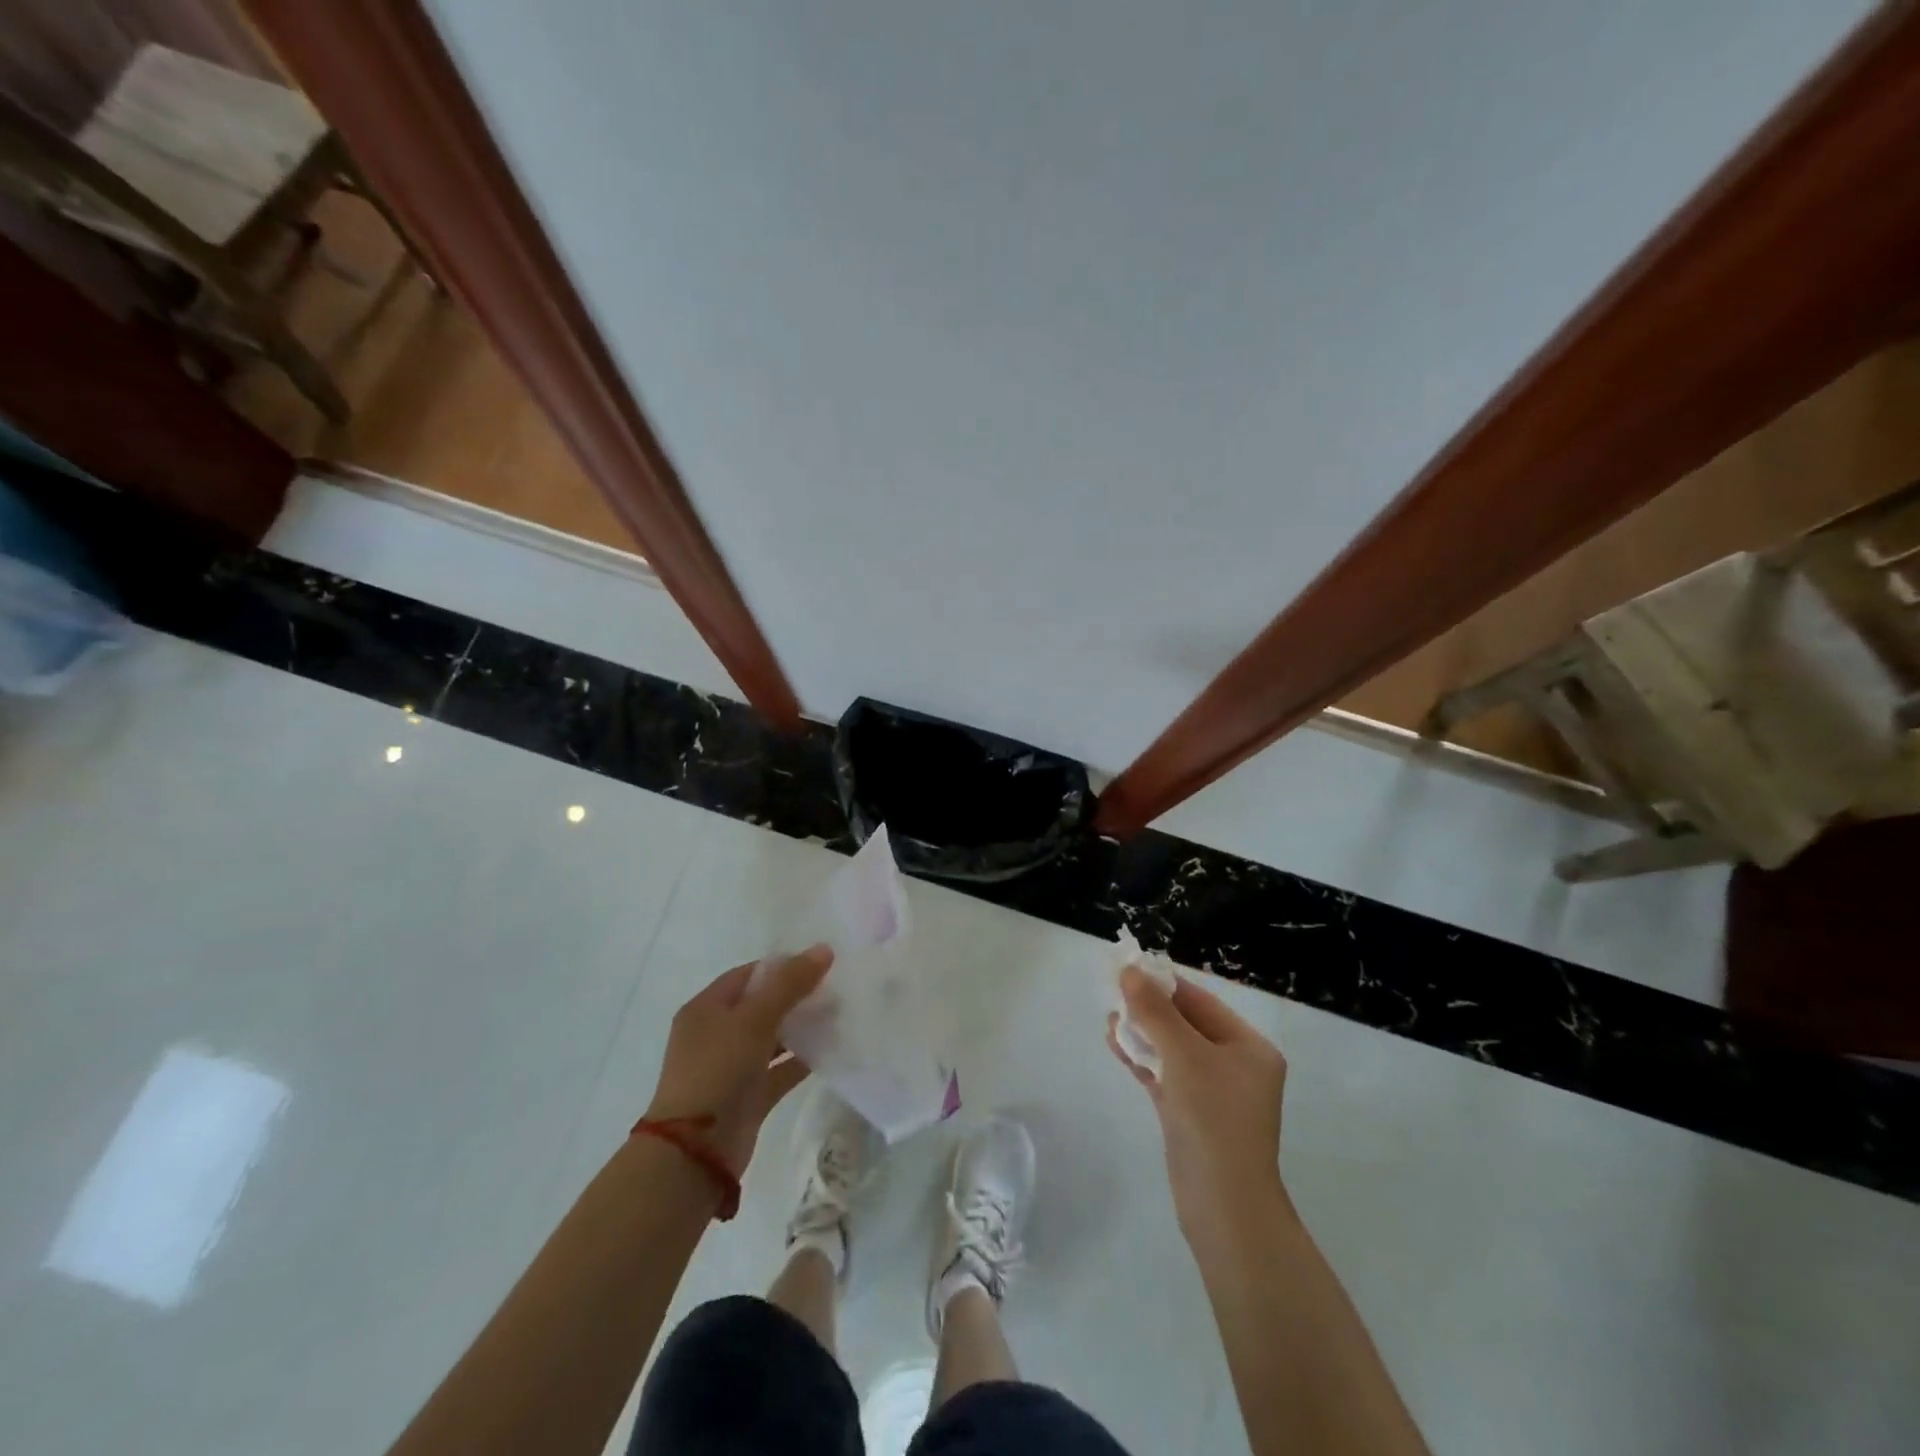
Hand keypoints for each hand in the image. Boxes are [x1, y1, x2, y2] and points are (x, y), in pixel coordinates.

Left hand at [642, 946, 832, 1176]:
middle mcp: (716, 1034)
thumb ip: (789, 984)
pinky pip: (779, 1070)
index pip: (749, 975)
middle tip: (835, 988)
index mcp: (706, 1008)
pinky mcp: (748, 1096)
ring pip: (772, 1037)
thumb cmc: (717, 1071)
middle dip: (797, 996)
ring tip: (840, 1015)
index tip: (820, 963)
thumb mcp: (753, 1019)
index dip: (783, 966)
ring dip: (802, 1028)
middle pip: (762, 1004)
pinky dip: (801, 1060)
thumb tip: (823, 949)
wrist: (695, 1152)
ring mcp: (732, 1067)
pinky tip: (831, 1050)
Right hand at [1108, 964, 1290, 1246]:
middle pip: (1186, 1023)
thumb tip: (1129, 971)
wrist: (1224, 1208)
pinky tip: (1116, 1046)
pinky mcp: (1192, 1114)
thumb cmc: (1214, 1119)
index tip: (1128, 969)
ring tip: (1109, 1020)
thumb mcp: (1183, 1056)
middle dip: (1149, 1009)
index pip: (1201, 1001)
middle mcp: (1236, 1065)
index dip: (1164, 984)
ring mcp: (1214, 1093)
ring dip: (1142, 1033)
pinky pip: (1166, 1075)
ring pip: (1172, 1049)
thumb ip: (1154, 1011)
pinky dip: (1143, 1060)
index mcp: (1249, 1047)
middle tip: (1112, 994)